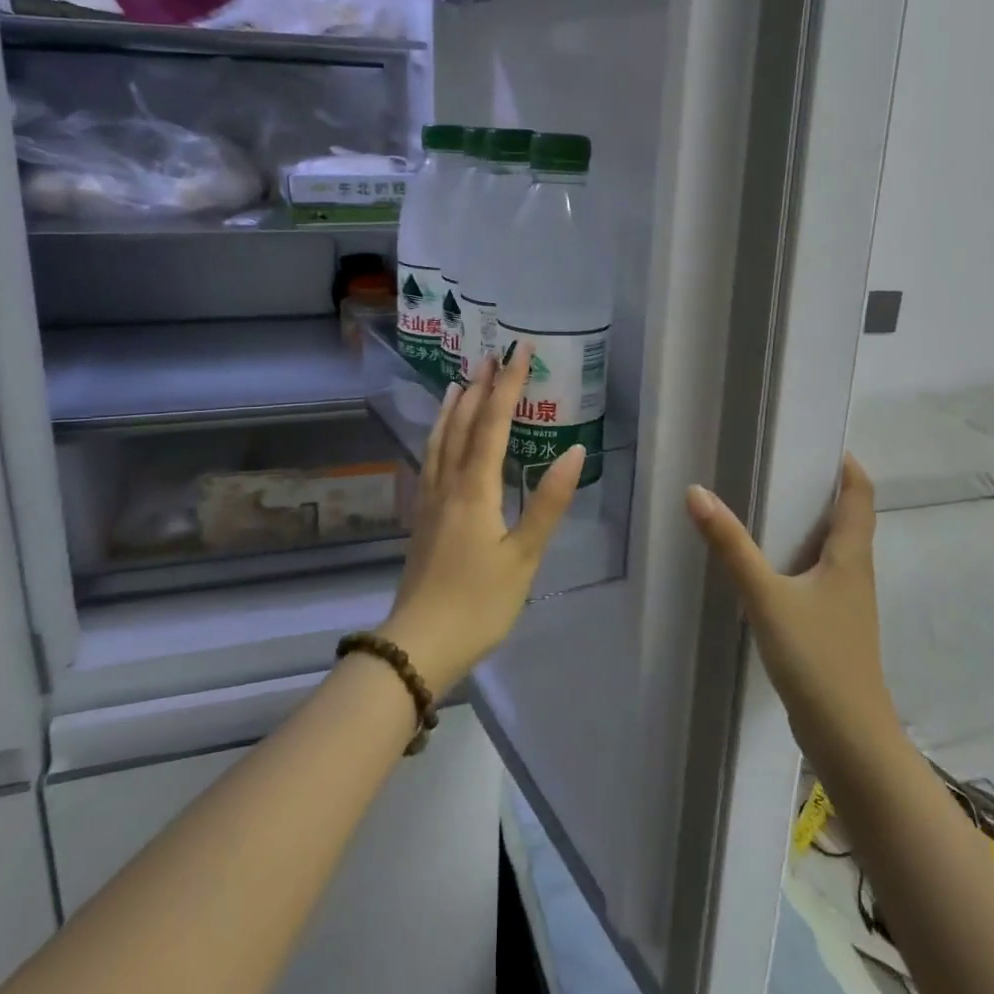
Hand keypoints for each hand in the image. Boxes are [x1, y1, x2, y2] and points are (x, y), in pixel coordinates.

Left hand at [380, 344, 585, 697]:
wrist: (419, 644)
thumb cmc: (479, 602)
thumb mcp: (524, 556)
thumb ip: (548, 502)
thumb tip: (573, 450)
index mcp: (475, 489)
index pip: (493, 423)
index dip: (508, 384)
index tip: (519, 350)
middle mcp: (448, 484)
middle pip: (462, 424)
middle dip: (480, 387)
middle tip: (491, 355)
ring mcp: (429, 500)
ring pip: (440, 440)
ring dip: (453, 408)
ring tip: (461, 383)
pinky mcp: (422, 518)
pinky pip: (430, 460)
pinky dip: (438, 437)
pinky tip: (439, 440)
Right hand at [686, 455, 903, 765]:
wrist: (849, 739)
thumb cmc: (816, 658)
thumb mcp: (766, 597)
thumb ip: (732, 546)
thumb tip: (697, 492)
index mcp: (851, 556)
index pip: (860, 494)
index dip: (846, 464)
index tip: (818, 440)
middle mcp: (856, 573)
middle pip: (848, 518)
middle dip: (820, 490)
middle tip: (778, 466)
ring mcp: (847, 604)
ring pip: (833, 550)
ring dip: (809, 525)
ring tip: (767, 506)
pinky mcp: (834, 628)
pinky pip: (819, 577)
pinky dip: (799, 559)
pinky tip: (769, 567)